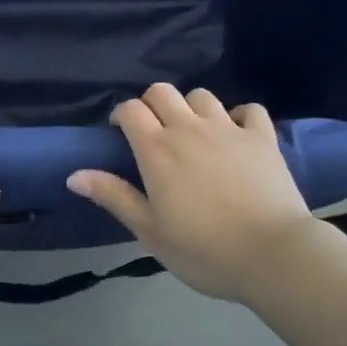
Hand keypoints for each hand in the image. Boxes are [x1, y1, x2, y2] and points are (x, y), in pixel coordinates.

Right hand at [67, 84, 316, 302]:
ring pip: (202, 95)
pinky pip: (249, 110)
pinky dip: (240, 117)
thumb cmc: (204, 250)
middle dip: (152, 104)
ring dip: (192, 108)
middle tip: (154, 132)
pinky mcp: (262, 136)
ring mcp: (228, 128)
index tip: (120, 134)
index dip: (122, 115)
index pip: (131, 109)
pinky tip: (237, 135)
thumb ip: (114, 196)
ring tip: (195, 133)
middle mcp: (189, 128)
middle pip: (162, 92)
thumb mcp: (150, 231)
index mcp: (158, 149)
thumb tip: (74, 175)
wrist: (272, 254)